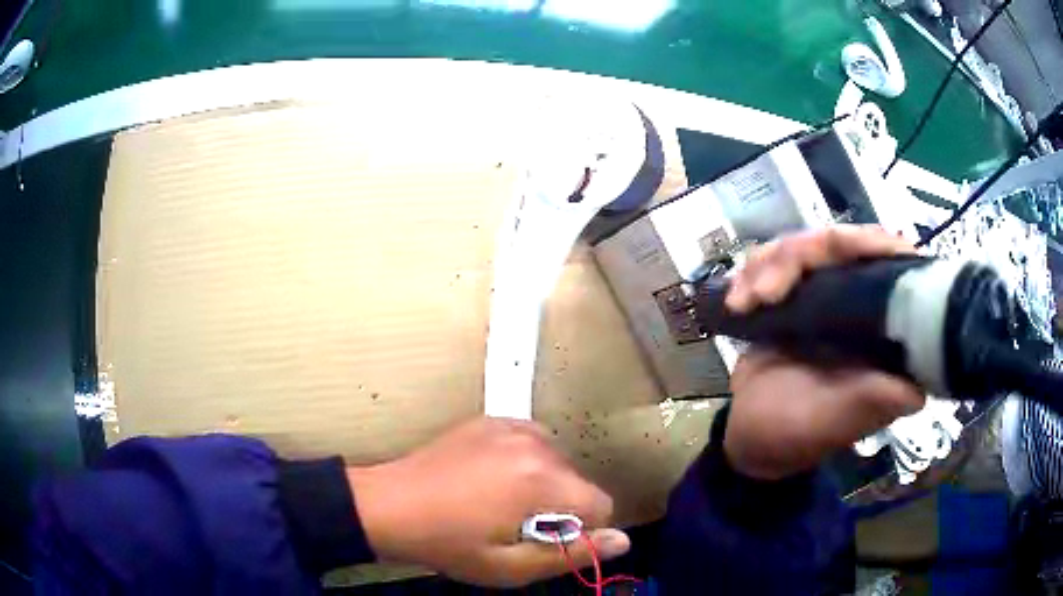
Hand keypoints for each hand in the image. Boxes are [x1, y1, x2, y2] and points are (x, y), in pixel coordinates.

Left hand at [346, 418, 629, 586]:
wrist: (389, 505)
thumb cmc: (448, 543)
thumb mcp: (509, 566)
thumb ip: (572, 554)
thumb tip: (623, 541)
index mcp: (542, 481)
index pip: (602, 505)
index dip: (582, 532)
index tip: (546, 541)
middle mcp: (536, 445)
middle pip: (579, 482)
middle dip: (561, 508)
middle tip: (515, 526)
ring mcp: (512, 426)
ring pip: (558, 462)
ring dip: (544, 484)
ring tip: (500, 503)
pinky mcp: (492, 420)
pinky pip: (533, 442)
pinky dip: (526, 461)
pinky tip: (492, 478)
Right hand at [722, 225, 924, 479]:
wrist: (749, 437)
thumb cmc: (795, 436)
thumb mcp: (834, 422)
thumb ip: (872, 402)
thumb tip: (918, 392)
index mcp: (883, 332)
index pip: (891, 265)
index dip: (870, 244)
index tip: (833, 247)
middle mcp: (862, 306)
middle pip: (843, 244)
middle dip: (801, 257)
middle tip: (766, 292)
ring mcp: (828, 297)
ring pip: (805, 246)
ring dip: (767, 266)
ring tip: (743, 302)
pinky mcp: (796, 297)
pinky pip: (776, 260)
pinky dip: (752, 273)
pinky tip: (736, 301)